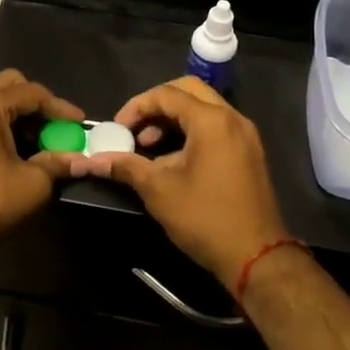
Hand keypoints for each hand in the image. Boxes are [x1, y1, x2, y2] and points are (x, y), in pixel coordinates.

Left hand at [0, 70, 82, 268]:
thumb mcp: (33, 183)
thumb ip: (58, 163)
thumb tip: (81, 160)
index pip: (30, 93)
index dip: (59, 107)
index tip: (80, 124)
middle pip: (7, 87)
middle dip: (36, 104)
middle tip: (55, 127)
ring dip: (16, 116)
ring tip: (37, 142)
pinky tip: (13, 151)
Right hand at [70, 77, 289, 284]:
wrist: (257, 258)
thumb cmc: (205, 218)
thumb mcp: (158, 191)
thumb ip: (126, 167)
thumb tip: (91, 160)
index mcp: (212, 120)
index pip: (166, 95)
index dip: (136, 107)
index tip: (117, 129)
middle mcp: (232, 118)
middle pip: (188, 91)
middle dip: (156, 105)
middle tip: (135, 128)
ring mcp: (245, 135)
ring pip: (203, 108)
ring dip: (173, 119)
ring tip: (149, 146)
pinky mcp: (248, 153)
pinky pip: (215, 127)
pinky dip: (191, 132)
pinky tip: (172, 160)